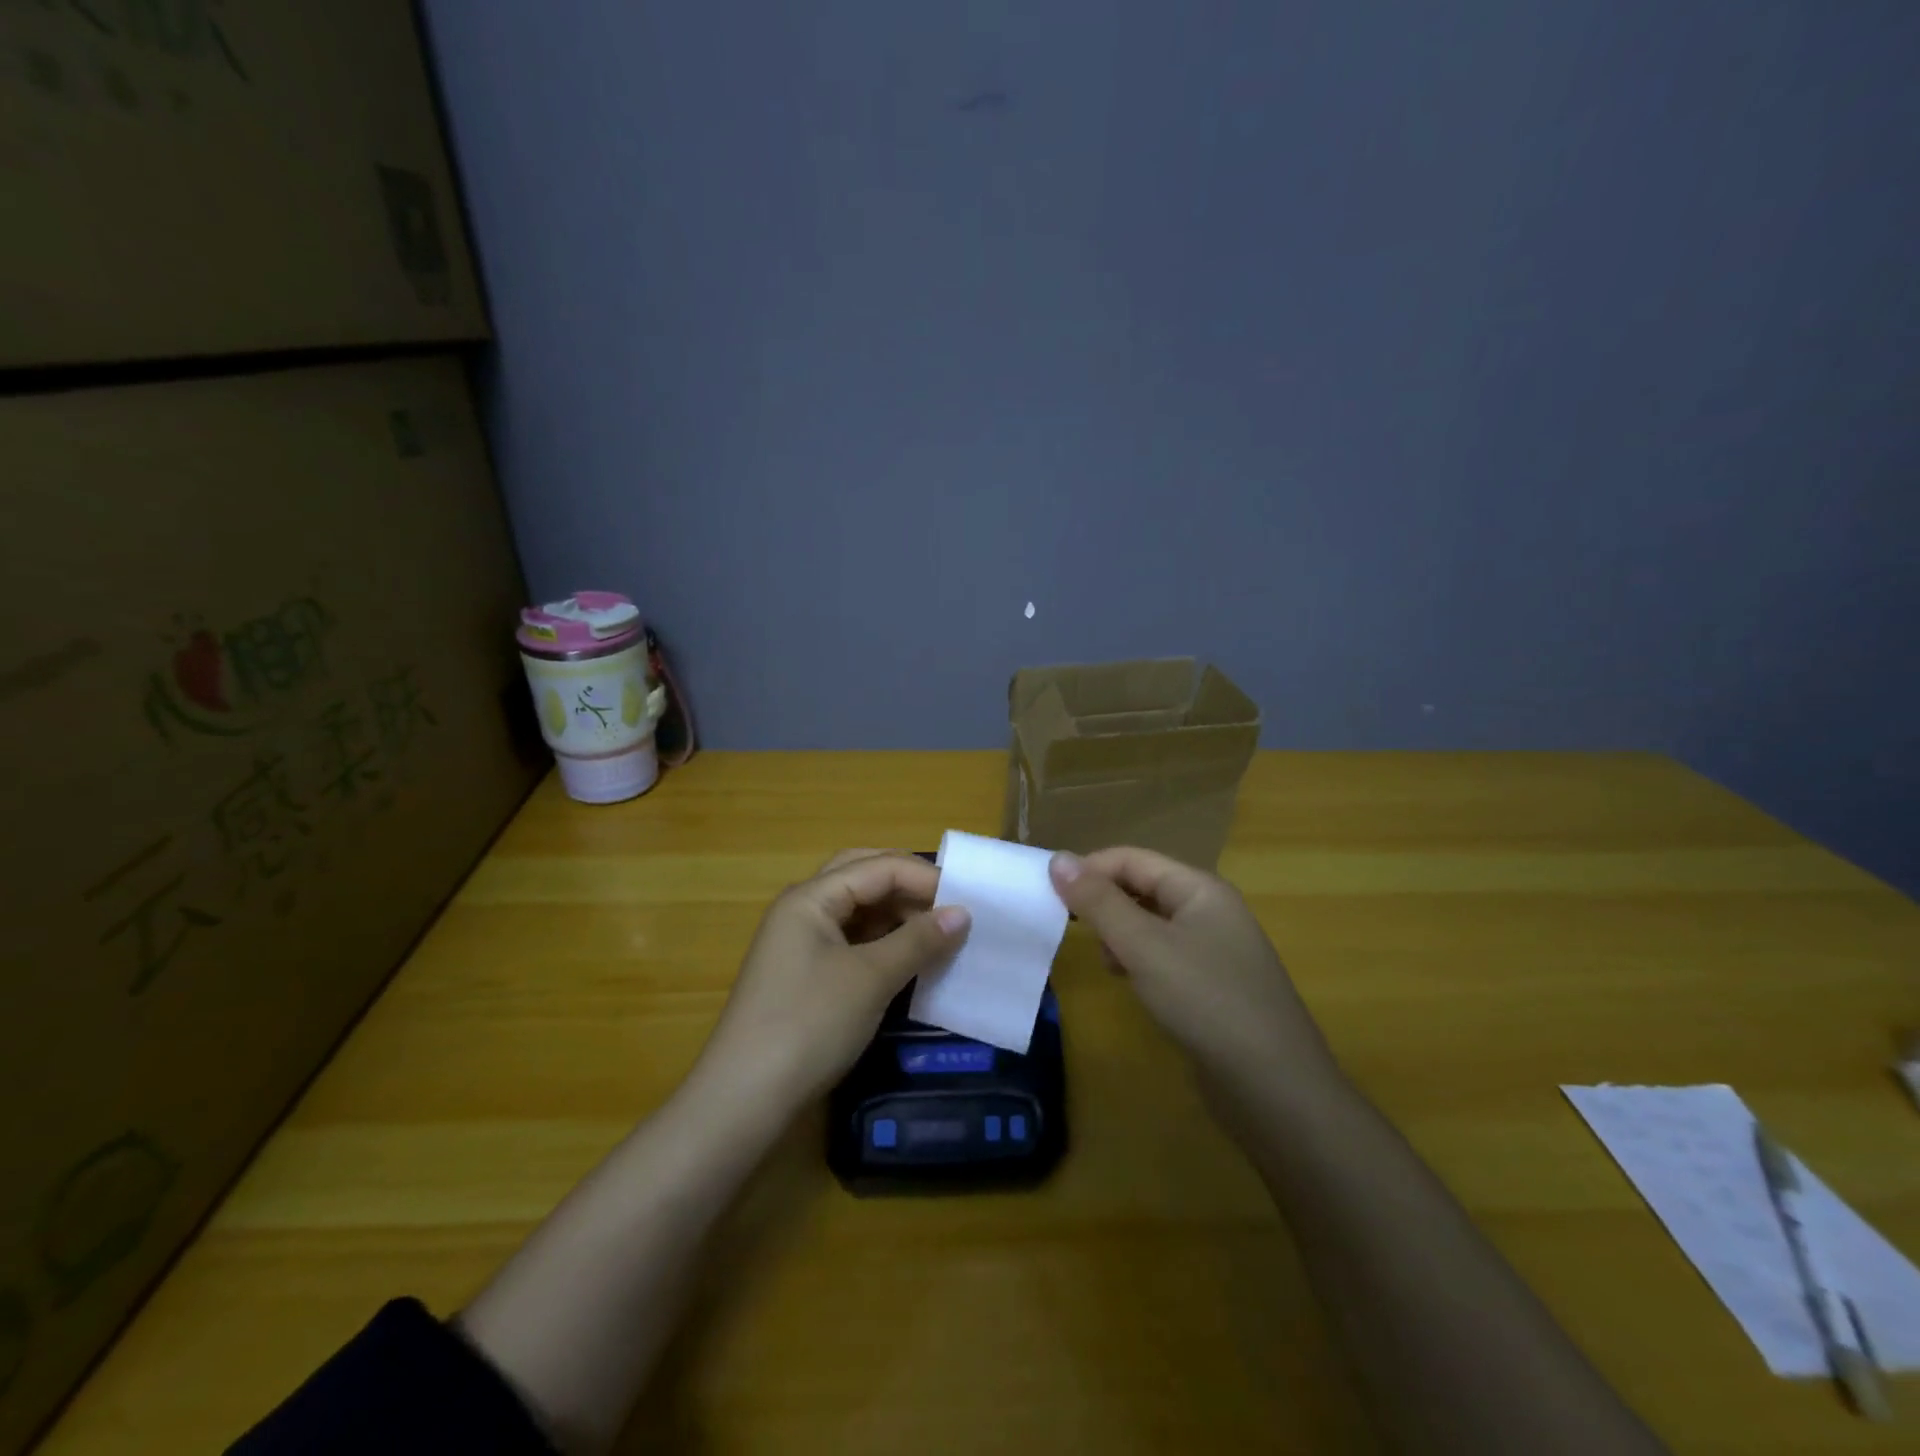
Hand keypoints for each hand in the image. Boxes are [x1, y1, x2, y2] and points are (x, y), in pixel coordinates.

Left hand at [696, 850, 970, 1110]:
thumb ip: (918, 940)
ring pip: (858, 910)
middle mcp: (803, 909)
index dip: (925, 878)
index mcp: (811, 897)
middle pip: (863, 877)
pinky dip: (884, 942)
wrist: (744, 1100)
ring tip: (938, 933)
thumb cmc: (809, 1024)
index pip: (878, 867)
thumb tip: (963, 913)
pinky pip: (852, 941)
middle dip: (908, 885)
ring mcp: (801, 943)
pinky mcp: (806, 974)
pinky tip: (909, 958)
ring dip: (898, 915)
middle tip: (951, 904)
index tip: (969, 901)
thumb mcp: (870, 978)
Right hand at [1049, 848, 1339, 1099]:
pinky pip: (1164, 956)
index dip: (1090, 870)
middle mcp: (1210, 910)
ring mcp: (1215, 950)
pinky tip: (1129, 983)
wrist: (1276, 1089)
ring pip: (1150, 924)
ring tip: (1108, 963)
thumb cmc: (1206, 1001)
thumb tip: (1058, 858)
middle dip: (1105, 904)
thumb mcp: (1143, 946)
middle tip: (1075, 932)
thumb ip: (1099, 902)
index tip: (1050, 895)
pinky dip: (1139, 961)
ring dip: (1120, 935)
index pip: (1132, 859)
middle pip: (1142, 888)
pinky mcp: (1213, 986)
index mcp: (1200, 888)